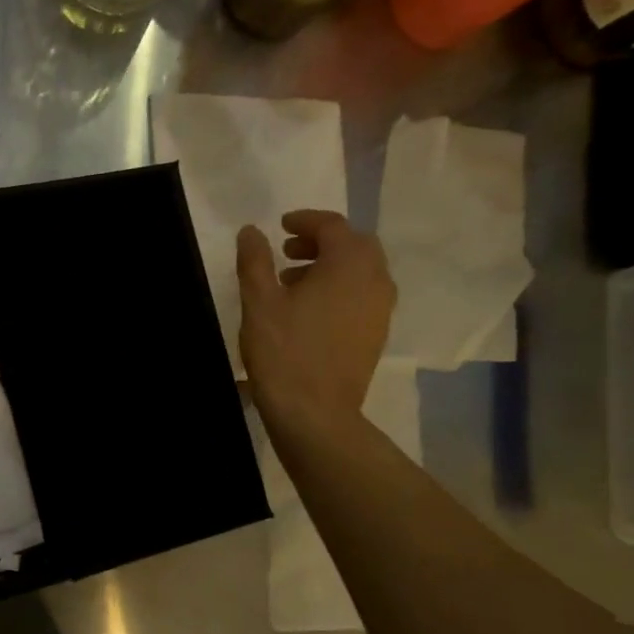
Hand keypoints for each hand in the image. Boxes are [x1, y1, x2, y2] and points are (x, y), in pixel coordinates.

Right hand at [236, 210, 394, 432]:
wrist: (315, 412)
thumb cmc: (284, 351)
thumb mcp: (259, 302)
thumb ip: (255, 261)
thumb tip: (252, 231)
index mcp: (348, 265)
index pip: (333, 226)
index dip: (305, 221)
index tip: (280, 226)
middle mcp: (374, 280)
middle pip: (354, 245)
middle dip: (322, 241)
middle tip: (287, 251)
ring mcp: (381, 309)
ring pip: (361, 271)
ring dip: (330, 266)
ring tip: (292, 282)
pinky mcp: (376, 334)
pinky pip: (363, 295)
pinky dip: (340, 289)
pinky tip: (309, 310)